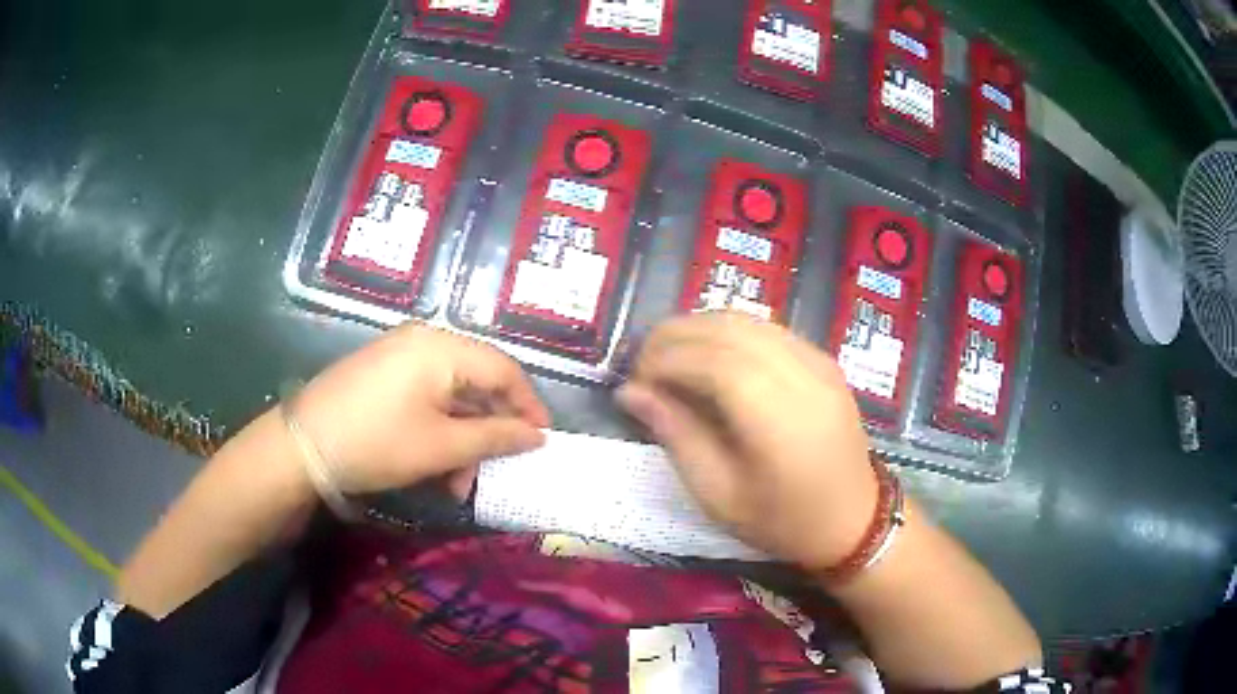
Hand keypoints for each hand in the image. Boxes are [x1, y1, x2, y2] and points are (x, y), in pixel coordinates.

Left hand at [293, 323, 549, 495]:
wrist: (301, 446)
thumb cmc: (377, 443)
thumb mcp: (441, 446)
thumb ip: (495, 438)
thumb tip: (537, 436)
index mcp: (442, 347)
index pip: (504, 369)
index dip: (528, 405)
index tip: (541, 441)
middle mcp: (424, 340)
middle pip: (477, 380)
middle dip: (489, 430)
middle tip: (493, 470)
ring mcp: (399, 354)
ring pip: (451, 393)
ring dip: (463, 436)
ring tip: (457, 480)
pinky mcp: (382, 371)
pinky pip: (426, 394)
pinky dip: (439, 427)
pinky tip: (435, 461)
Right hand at [617, 312, 876, 569]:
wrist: (854, 520)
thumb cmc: (782, 520)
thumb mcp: (718, 494)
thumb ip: (676, 435)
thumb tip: (630, 391)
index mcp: (775, 417)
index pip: (709, 360)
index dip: (663, 360)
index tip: (634, 381)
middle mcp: (800, 374)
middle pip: (726, 328)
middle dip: (674, 335)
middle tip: (643, 364)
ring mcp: (817, 361)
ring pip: (747, 320)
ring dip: (700, 328)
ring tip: (670, 358)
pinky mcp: (824, 359)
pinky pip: (768, 329)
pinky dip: (729, 332)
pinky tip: (711, 357)